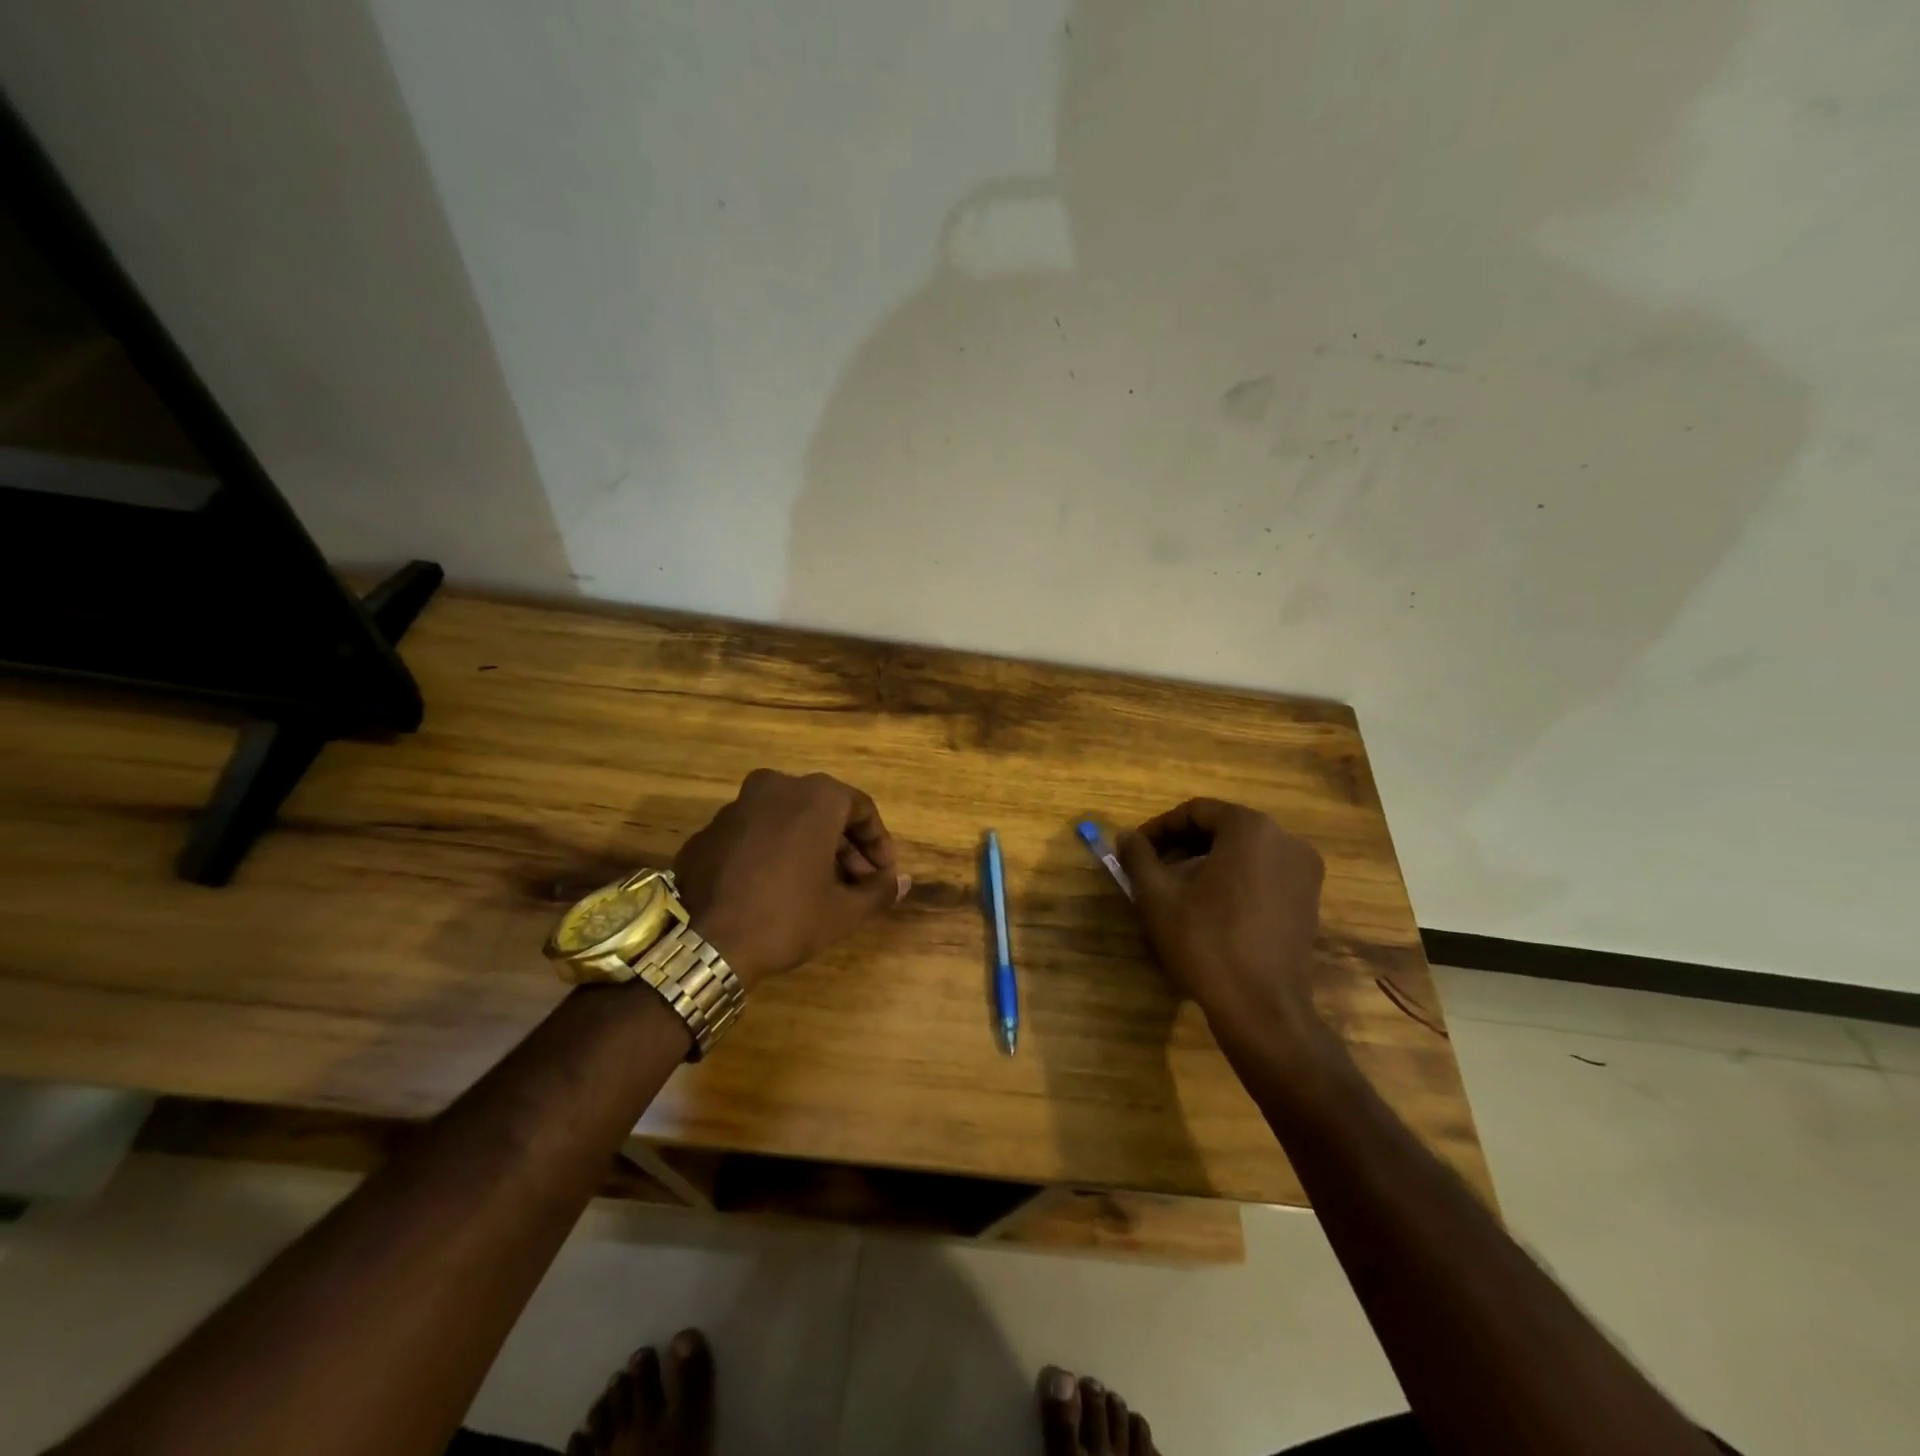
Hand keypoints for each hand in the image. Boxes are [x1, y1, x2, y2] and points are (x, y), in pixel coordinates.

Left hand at [672, 769, 910, 988]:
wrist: (710, 945)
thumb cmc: (790, 917)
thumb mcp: (845, 910)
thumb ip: (880, 890)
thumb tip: (902, 882)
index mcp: (814, 796)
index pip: (861, 809)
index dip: (878, 843)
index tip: (883, 875)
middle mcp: (775, 787)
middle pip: (823, 810)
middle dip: (844, 846)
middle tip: (856, 883)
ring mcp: (735, 807)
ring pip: (786, 819)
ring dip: (808, 847)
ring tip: (818, 886)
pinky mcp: (707, 832)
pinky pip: (753, 835)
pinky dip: (771, 853)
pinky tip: (775, 887)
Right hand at [1116, 799, 1326, 1036]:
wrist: (1261, 1009)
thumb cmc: (1205, 943)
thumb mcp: (1157, 897)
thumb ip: (1138, 857)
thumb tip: (1127, 837)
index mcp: (1250, 829)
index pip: (1196, 812)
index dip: (1160, 828)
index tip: (1135, 850)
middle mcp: (1286, 840)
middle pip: (1222, 828)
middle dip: (1183, 845)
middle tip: (1152, 869)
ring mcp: (1304, 872)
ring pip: (1244, 851)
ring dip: (1206, 862)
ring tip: (1176, 890)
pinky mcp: (1309, 901)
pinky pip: (1263, 873)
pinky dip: (1233, 879)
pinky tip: (1209, 908)